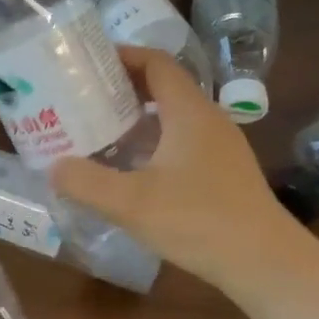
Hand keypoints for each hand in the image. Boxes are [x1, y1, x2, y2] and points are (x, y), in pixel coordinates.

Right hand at [50, 48, 309, 300]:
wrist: (264, 263)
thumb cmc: (198, 221)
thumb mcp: (131, 203)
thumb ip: (86, 182)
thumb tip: (53, 167)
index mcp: (189, 112)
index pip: (156, 63)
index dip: (123, 55)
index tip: (88, 62)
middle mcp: (208, 119)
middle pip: (164, 86)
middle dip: (123, 87)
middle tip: (83, 98)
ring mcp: (221, 146)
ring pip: (174, 116)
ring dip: (138, 116)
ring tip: (100, 130)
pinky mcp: (225, 171)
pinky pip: (183, 140)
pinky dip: (154, 141)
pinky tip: (132, 168)